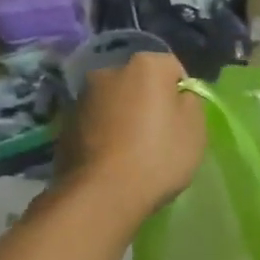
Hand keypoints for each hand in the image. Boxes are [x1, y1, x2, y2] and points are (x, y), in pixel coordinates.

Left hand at [55, 51, 205, 221]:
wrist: (101, 193)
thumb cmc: (157, 156)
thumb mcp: (195, 129)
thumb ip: (190, 102)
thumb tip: (178, 97)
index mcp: (145, 65)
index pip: (172, 69)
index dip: (181, 95)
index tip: (182, 122)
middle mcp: (109, 71)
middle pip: (139, 83)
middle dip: (148, 102)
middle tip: (158, 136)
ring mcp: (82, 97)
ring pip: (114, 102)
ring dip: (123, 118)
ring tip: (132, 152)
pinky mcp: (64, 123)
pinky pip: (95, 123)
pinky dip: (104, 134)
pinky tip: (111, 160)